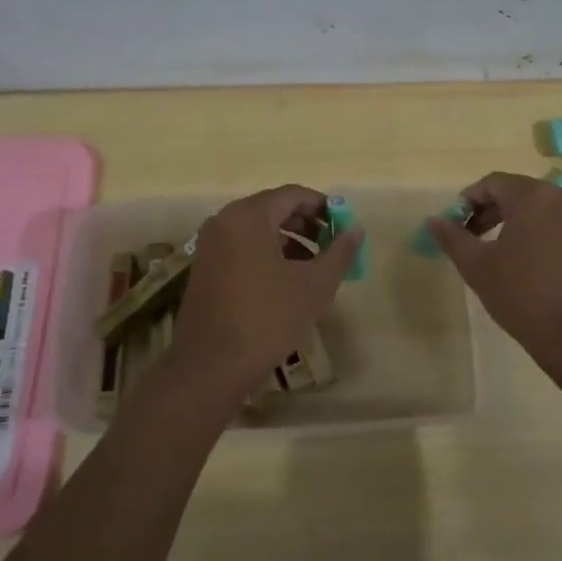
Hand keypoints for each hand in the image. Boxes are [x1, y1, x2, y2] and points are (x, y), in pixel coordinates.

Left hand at [168, 185, 363, 404]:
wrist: (211, 366)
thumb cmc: (267, 318)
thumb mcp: (314, 285)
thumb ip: (339, 252)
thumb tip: (357, 230)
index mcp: (249, 216)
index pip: (293, 195)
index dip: (323, 207)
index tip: (344, 227)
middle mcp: (224, 221)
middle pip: (273, 209)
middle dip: (307, 225)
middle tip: (332, 248)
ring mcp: (210, 245)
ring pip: (258, 231)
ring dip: (289, 242)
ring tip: (313, 269)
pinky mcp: (205, 268)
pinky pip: (242, 248)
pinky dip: (267, 255)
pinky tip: (286, 283)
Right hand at [425, 172, 561, 364]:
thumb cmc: (523, 297)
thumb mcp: (477, 268)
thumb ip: (453, 238)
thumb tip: (434, 219)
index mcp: (533, 197)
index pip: (495, 183)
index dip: (472, 199)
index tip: (461, 222)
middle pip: (528, 194)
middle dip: (501, 211)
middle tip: (482, 237)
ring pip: (558, 213)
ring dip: (535, 226)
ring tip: (520, 255)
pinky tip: (556, 270)